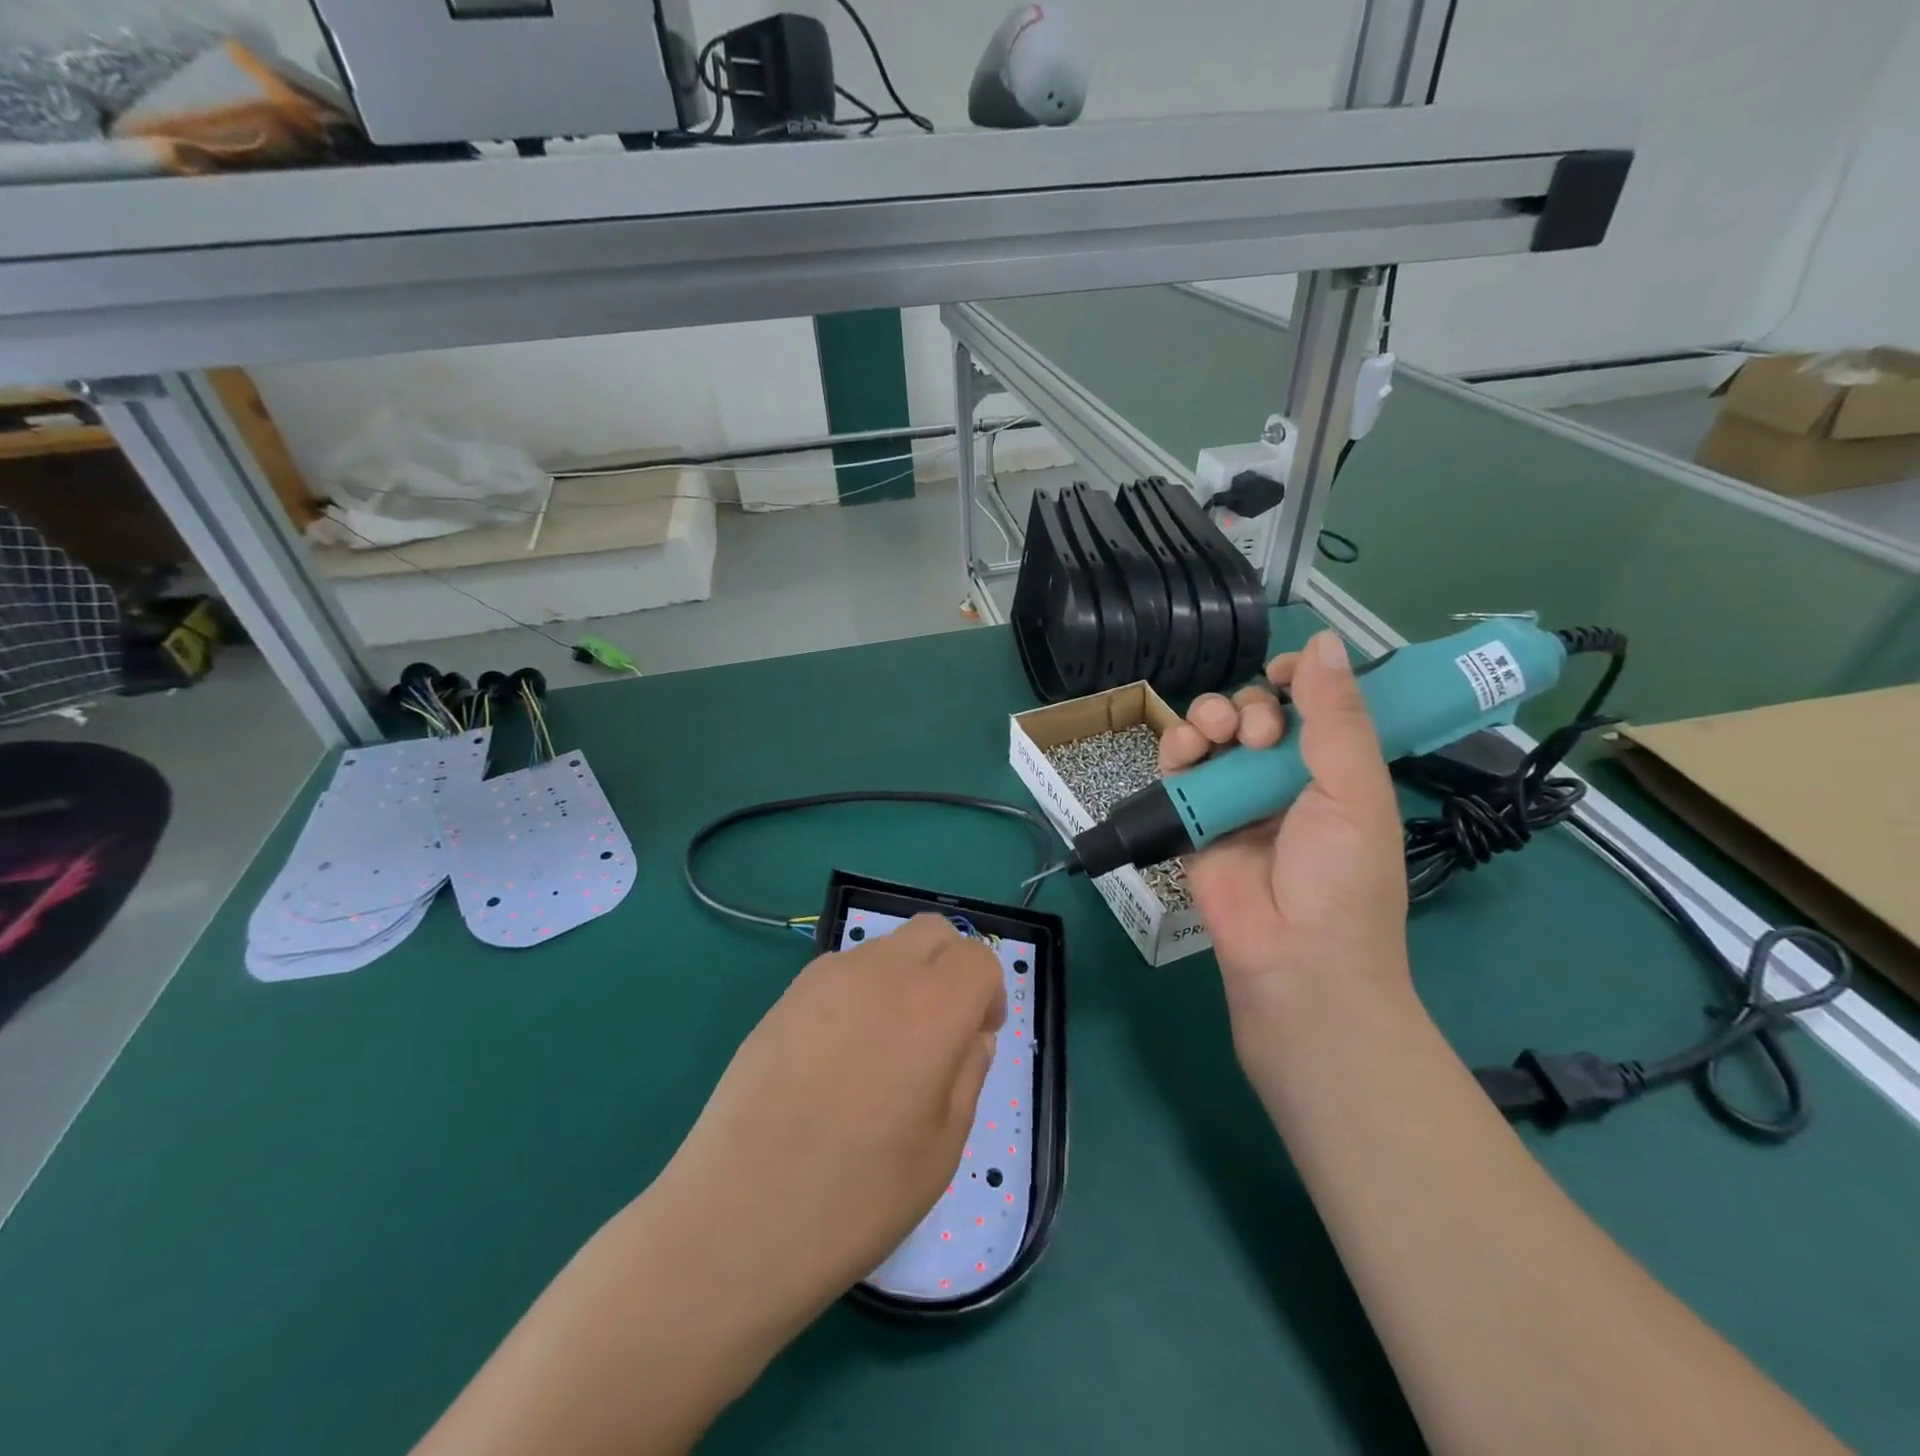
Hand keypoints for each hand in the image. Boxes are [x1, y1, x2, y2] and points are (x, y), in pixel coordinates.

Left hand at [649, 915, 1005, 1327]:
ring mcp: (826, 977)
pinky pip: (843, 970)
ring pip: (886, 947)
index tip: (978, 1037)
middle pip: (933, 932)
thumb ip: (968, 1073)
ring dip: (905, 976)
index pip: (978, 958)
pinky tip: (840, 1055)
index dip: (988, 993)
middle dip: (951, 967)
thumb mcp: (942, 1148)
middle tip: (942, 1030)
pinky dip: (862, 991)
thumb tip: (971, 1035)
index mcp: (933, 1006)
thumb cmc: (857, 1197)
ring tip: (885, 1048)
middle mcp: (882, 972)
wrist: (738, 1218)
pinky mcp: (786, 995)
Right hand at [1159, 630, 1411, 1050]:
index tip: (1285, 675)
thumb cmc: (1340, 876)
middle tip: (1258, 735)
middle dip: (1250, 706)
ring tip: (1216, 739)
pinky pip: (1178, 769)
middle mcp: (1282, 777)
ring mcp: (1234, 798)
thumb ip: (1337, 717)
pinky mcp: (1192, 818)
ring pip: (1211, 733)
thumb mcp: (1355, 791)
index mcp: (1333, 769)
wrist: (1293, 957)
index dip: (1297, 681)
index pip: (1311, 706)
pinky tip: (1185, 752)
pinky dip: (1176, 749)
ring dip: (1209, 718)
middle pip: (1254, 713)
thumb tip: (1323, 640)